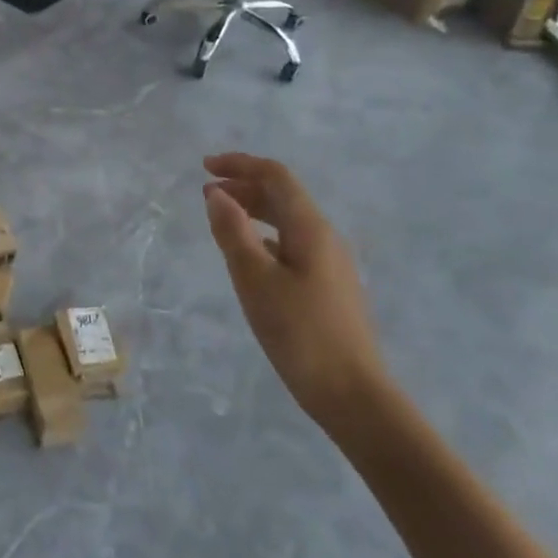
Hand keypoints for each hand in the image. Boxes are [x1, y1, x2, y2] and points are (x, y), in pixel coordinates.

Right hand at [202, 154, 385, 439]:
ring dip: (253, 210)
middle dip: (244, 186)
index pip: (276, 177)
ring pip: (288, 220)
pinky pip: (292, 243)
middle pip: (283, 195)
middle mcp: (325, 237)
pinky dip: (264, 236)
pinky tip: (248, 254)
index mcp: (310, 228)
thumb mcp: (254, 279)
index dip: (240, 164)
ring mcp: (330, 263)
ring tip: (221, 218)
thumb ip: (233, 232)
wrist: (352, 394)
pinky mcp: (328, 286)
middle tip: (206, 193)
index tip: (204, 167)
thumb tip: (217, 194)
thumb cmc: (299, 332)